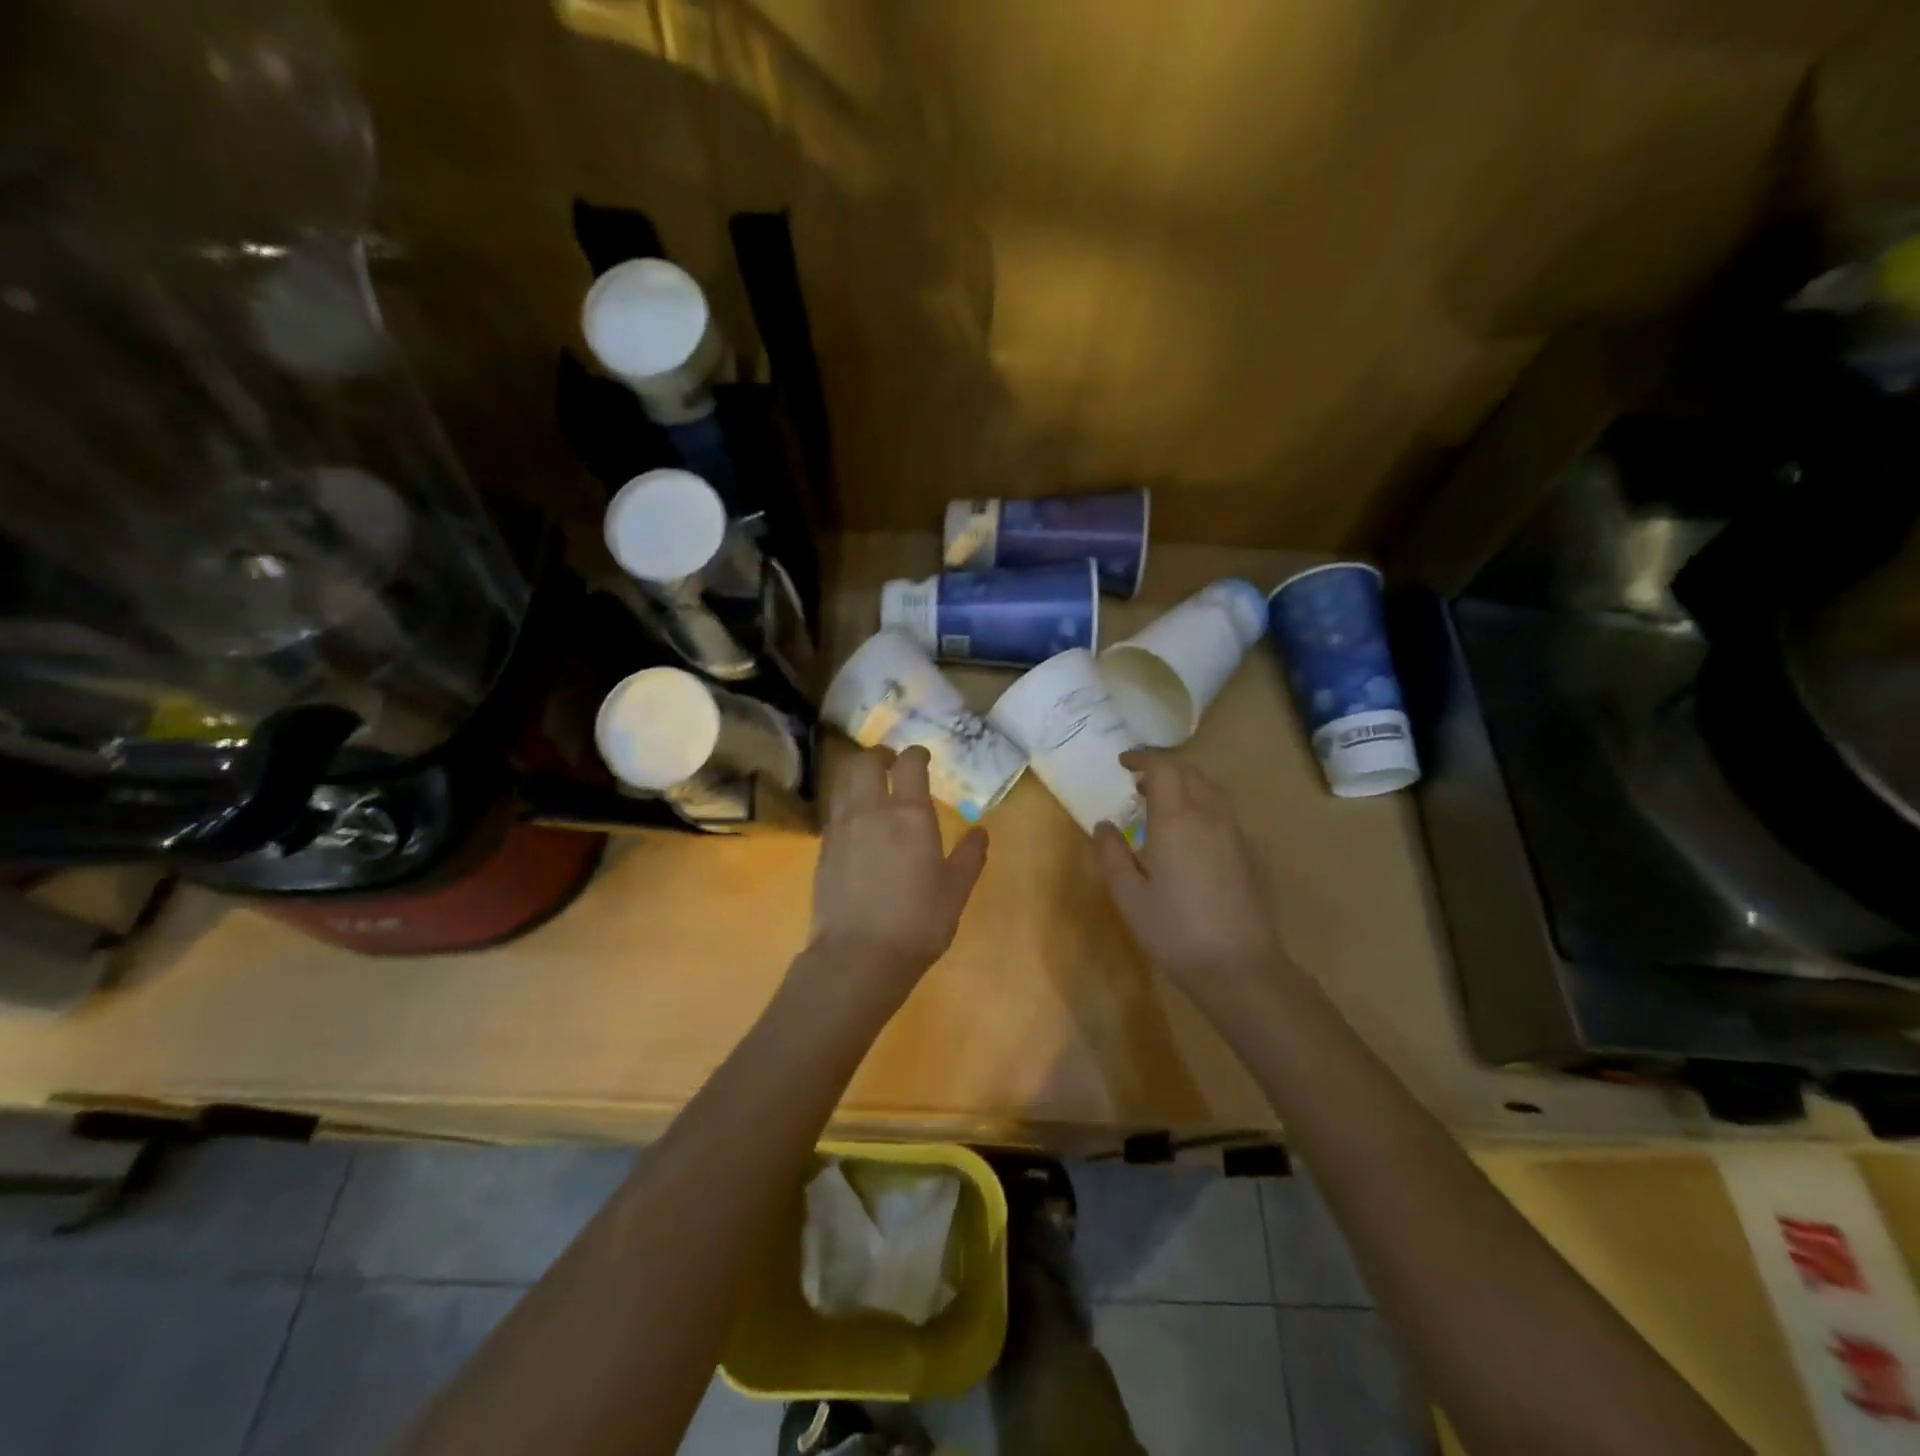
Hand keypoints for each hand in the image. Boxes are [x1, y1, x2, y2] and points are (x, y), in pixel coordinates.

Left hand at [806, 745, 988, 1005]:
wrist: (858, 956)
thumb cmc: (917, 923)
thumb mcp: (955, 891)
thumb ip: (969, 857)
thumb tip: (980, 832)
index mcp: (909, 815)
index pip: (909, 764)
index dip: (916, 754)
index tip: (922, 756)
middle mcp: (871, 811)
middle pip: (865, 762)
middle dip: (879, 755)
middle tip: (891, 762)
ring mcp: (841, 828)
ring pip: (843, 782)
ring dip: (857, 775)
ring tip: (870, 785)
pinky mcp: (823, 849)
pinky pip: (834, 811)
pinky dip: (845, 803)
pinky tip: (855, 821)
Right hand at [1093, 751, 1286, 1004]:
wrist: (1240, 966)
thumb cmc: (1174, 929)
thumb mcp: (1128, 895)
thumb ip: (1112, 853)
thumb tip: (1104, 825)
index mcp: (1177, 819)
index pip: (1163, 768)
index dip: (1143, 759)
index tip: (1124, 763)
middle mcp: (1211, 816)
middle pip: (1191, 773)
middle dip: (1165, 770)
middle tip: (1140, 785)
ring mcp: (1238, 834)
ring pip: (1214, 792)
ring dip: (1188, 787)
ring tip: (1167, 807)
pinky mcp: (1255, 855)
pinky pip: (1228, 816)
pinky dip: (1207, 810)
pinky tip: (1197, 840)